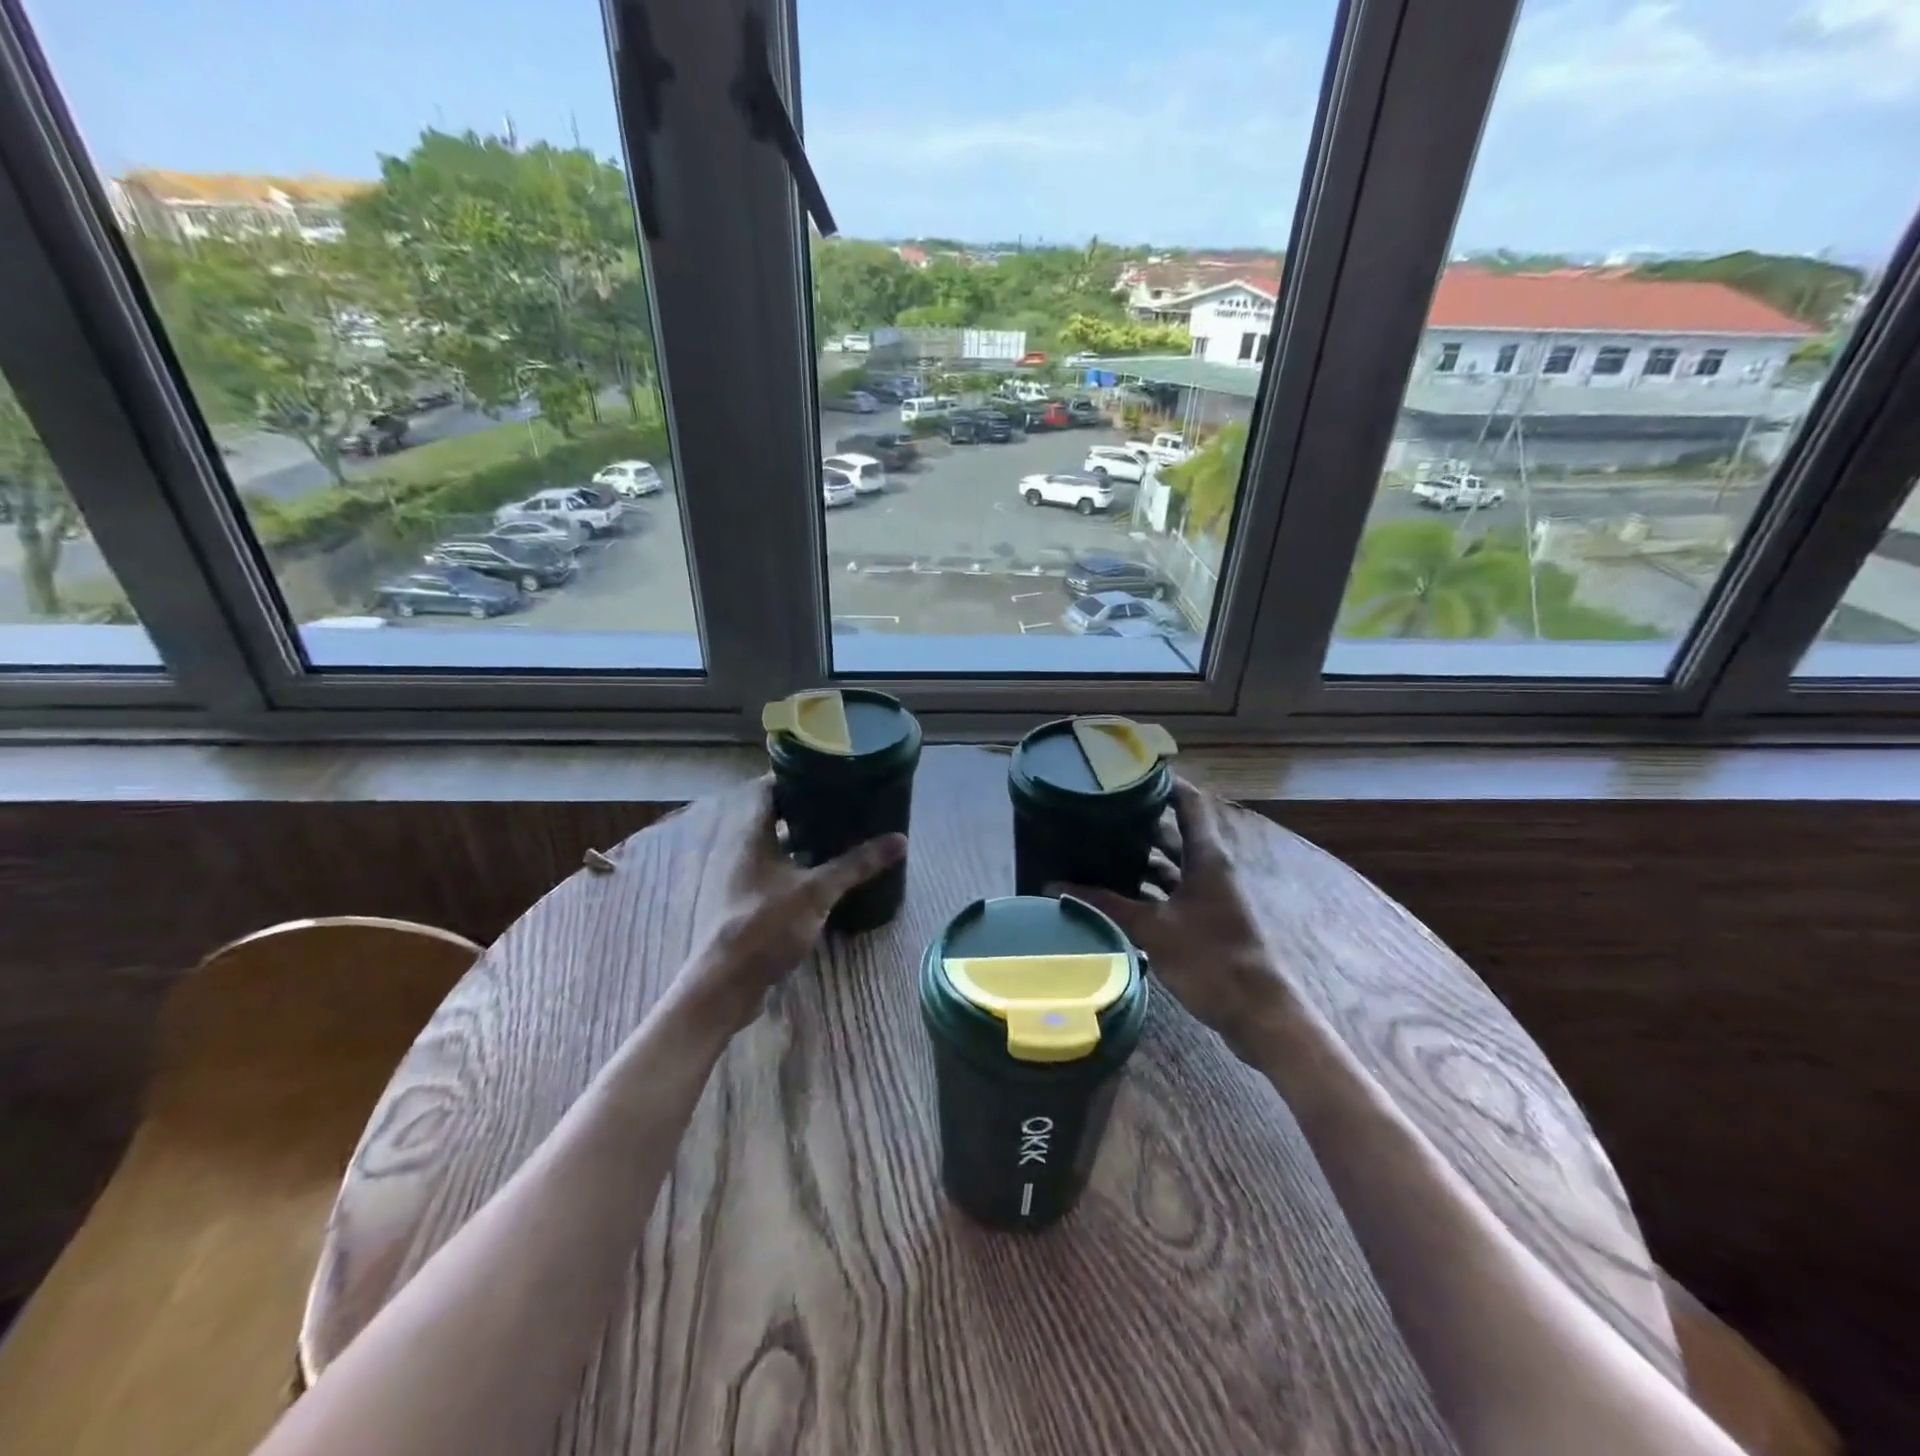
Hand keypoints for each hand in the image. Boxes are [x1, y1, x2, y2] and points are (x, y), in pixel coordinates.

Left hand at [673, 777, 906, 1034]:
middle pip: (773, 817)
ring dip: (803, 838)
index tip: (824, 769)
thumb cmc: (765, 925)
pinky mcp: (751, 904)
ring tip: (841, 832)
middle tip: (842, 800)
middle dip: (805, 807)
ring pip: (777, 847)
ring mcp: (745, 880)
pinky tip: (826, 874)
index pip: (766, 790)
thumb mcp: (817, 891)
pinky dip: (800, 866)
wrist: (727, 984)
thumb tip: (899, 840)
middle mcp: (744, 852)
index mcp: (752, 836)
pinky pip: (778, 873)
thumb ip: (856, 864)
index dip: (790, 776)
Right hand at [1051, 778, 1298, 1059]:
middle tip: (1099, 814)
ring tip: (1099, 850)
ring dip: (1141, 859)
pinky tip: (1116, 895)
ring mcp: (1208, 895)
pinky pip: (1171, 893)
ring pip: (1171, 866)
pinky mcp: (1204, 920)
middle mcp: (1209, 868)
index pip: (1188, 802)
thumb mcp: (1152, 928)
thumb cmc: (1210, 958)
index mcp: (1206, 856)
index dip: (1163, 783)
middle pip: (1174, 833)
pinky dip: (1146, 890)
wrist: (1257, 1013)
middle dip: (1139, 822)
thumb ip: (1105, 904)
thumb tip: (1054, 885)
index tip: (1127, 773)